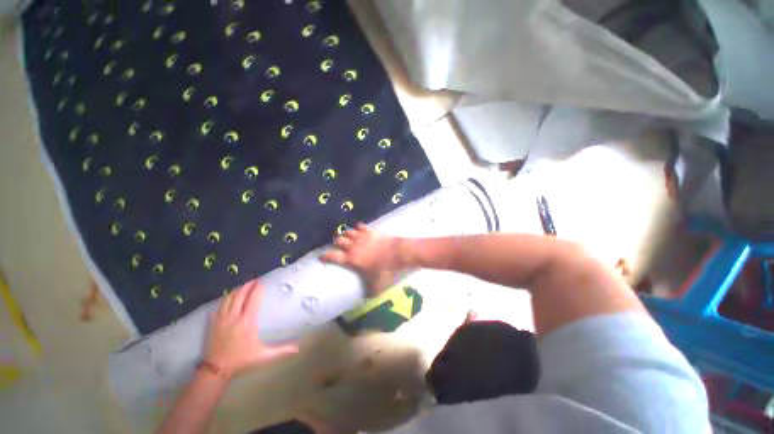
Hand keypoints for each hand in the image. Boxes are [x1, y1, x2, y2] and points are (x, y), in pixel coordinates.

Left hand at [205, 280, 297, 377]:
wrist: (216, 369)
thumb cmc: (242, 360)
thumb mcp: (264, 356)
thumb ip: (281, 350)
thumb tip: (298, 348)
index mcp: (247, 322)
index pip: (253, 300)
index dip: (257, 289)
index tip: (262, 282)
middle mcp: (234, 317)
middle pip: (240, 295)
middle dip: (247, 285)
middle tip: (255, 280)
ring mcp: (221, 319)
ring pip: (229, 298)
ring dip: (237, 290)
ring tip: (244, 285)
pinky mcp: (213, 323)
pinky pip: (219, 305)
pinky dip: (226, 298)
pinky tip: (230, 297)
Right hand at [320, 223, 405, 296]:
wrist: (397, 253)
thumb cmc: (385, 270)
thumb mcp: (376, 286)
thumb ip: (369, 292)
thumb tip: (366, 299)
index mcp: (351, 259)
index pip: (332, 256)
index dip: (325, 256)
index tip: (321, 257)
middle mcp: (353, 246)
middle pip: (338, 240)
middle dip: (336, 243)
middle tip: (339, 247)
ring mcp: (361, 237)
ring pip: (347, 232)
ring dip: (346, 235)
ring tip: (348, 238)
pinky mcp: (370, 231)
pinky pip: (359, 226)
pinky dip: (357, 228)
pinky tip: (358, 230)